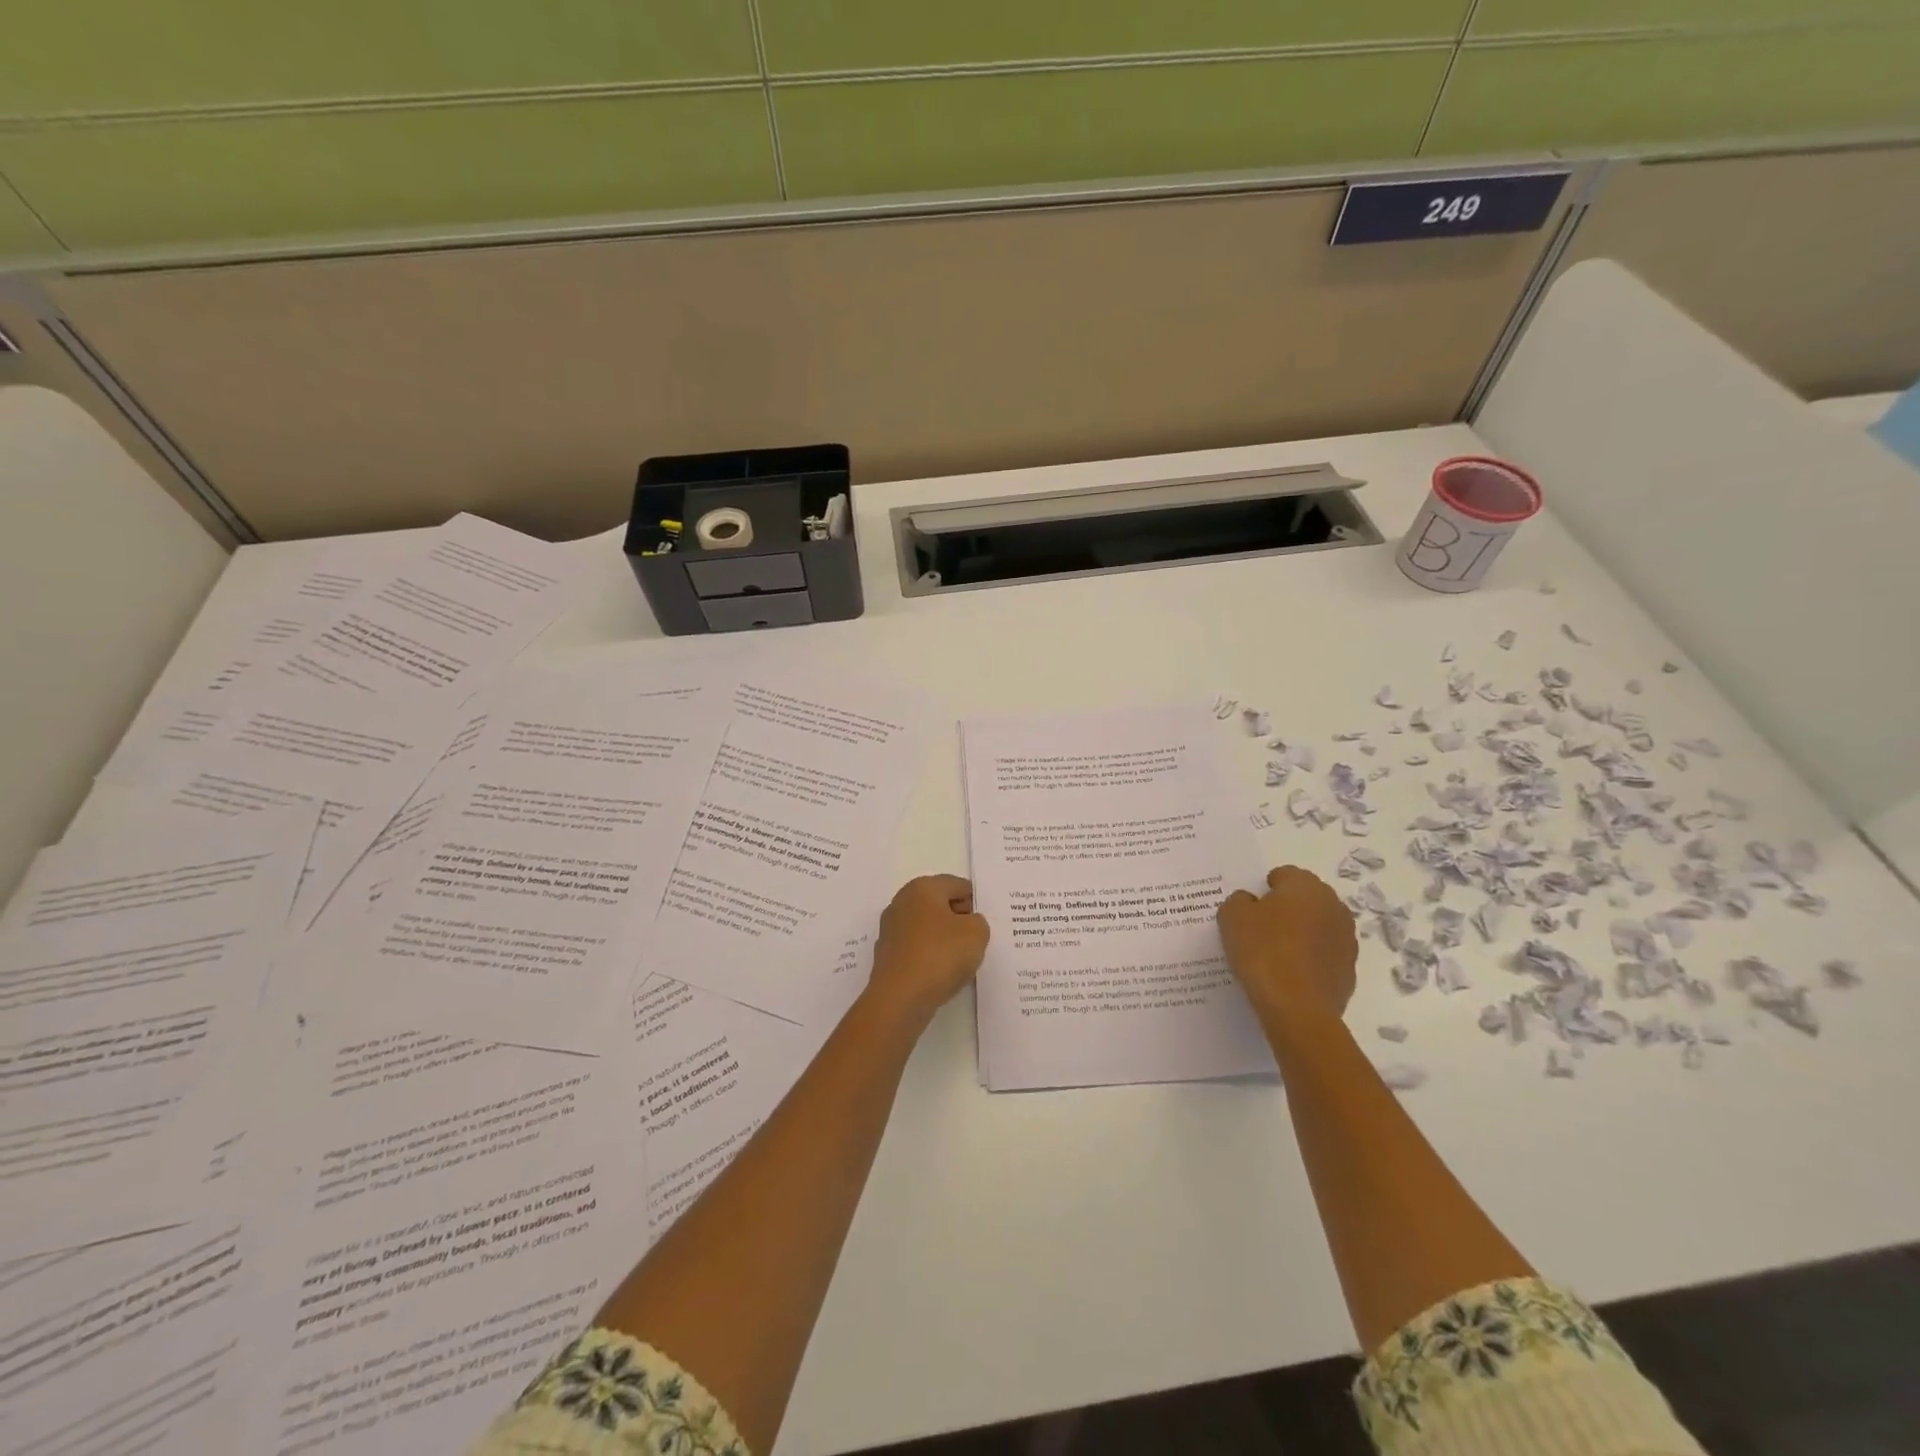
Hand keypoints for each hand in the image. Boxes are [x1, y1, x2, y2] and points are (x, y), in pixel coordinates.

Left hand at [867, 875, 990, 1021]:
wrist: (900, 997)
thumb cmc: (940, 954)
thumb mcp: (977, 933)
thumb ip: (979, 922)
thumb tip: (966, 924)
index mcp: (923, 888)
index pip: (957, 885)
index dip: (975, 901)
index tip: (987, 922)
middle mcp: (902, 902)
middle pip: (939, 904)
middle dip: (959, 919)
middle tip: (977, 940)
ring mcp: (890, 929)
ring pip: (927, 928)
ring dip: (944, 939)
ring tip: (962, 960)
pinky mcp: (887, 955)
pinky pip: (917, 948)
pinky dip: (930, 956)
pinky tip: (941, 973)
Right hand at [1217, 866, 1356, 1027]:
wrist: (1297, 1009)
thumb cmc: (1263, 952)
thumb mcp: (1232, 917)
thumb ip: (1238, 901)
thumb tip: (1249, 902)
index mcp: (1306, 886)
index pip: (1285, 874)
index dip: (1265, 888)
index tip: (1250, 908)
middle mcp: (1333, 905)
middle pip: (1305, 899)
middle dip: (1286, 908)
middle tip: (1260, 928)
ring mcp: (1346, 939)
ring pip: (1317, 926)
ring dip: (1300, 933)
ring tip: (1274, 953)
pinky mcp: (1348, 969)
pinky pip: (1323, 954)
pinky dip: (1309, 958)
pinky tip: (1289, 974)